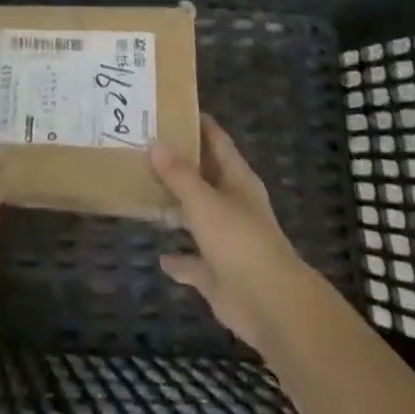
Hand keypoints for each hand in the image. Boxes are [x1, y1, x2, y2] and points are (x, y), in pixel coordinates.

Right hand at [151, 115, 318, 353]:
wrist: (270, 305)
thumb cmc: (239, 240)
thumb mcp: (204, 200)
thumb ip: (179, 174)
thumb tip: (155, 144)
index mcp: (237, 180)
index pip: (217, 140)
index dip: (197, 123)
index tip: (169, 108)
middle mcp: (233, 205)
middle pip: (204, 177)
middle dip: (179, 164)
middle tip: (145, 146)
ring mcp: (227, 241)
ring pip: (198, 217)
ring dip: (177, 208)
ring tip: (144, 191)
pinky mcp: (219, 275)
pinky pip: (194, 263)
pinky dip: (180, 260)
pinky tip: (160, 257)